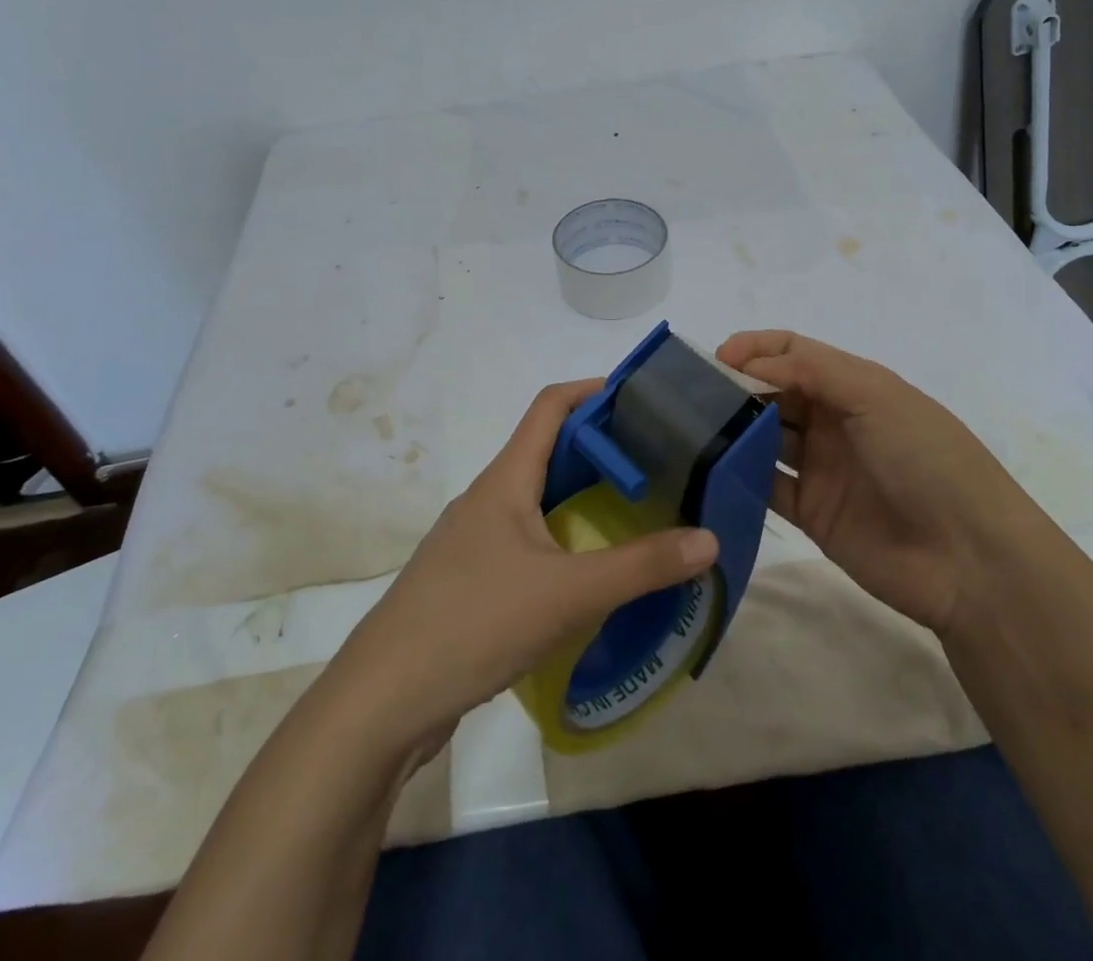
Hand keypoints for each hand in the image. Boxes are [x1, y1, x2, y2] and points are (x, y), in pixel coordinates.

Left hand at [322, 380, 719, 754]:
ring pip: (536, 499)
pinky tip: (588, 573)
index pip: (549, 407)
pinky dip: (562, 538)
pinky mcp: (470, 581)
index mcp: (505, 480)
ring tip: (634, 512)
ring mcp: (474, 541)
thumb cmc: (475, 623)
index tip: (642, 397)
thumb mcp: (568, 594)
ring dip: (582, 496)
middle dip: (600, 448)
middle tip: (657, 461)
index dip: (593, 390)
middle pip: (548, 450)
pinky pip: (526, 540)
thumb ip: (641, 566)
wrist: (383, 701)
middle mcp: (488, 499)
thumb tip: (709, 539)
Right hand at [717, 329, 1036, 634]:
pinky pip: (766, 486)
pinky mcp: (811, 512)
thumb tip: (748, 364)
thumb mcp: (875, 396)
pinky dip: (739, 476)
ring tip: (691, 429)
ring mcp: (821, 468)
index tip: (715, 359)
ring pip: (764, 438)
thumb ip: (810, 371)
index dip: (755, 349)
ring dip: (733, 430)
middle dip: (736, 387)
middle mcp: (833, 421)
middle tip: (691, 395)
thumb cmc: (925, 458)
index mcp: (852, 385)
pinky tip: (709, 471)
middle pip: (773, 393)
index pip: (793, 352)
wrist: (969, 559)